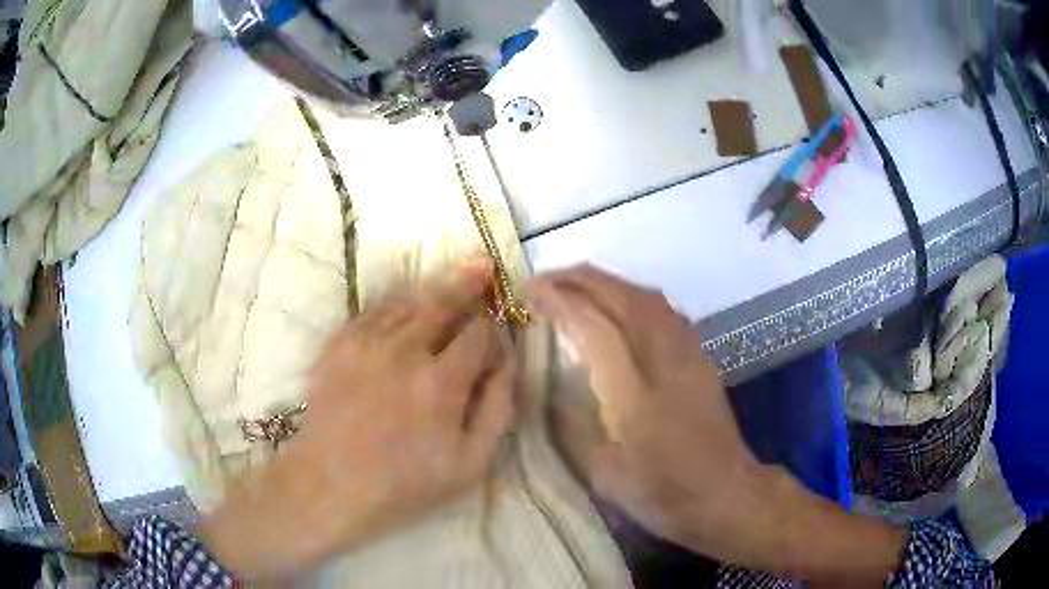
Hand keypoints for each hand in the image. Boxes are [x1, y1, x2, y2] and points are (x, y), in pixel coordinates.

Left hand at [200, 261, 514, 578]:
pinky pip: (374, 311)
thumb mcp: (471, 464)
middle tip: (483, 267)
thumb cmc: (405, 482)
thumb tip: (507, 362)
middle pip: (443, 301)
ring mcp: (365, 342)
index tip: (496, 332)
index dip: (493, 328)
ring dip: (433, 293)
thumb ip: (497, 408)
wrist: (331, 484)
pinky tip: (406, 309)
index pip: (479, 333)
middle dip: (468, 283)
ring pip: (408, 301)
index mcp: (441, 382)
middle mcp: (404, 350)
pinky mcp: (338, 343)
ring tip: (450, 282)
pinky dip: (396, 305)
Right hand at [535, 266, 757, 555]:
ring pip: (645, 295)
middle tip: (543, 279)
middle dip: (578, 280)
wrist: (726, 493)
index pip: (595, 328)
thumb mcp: (603, 474)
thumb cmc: (662, 492)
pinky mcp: (700, 354)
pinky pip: (661, 308)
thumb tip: (549, 386)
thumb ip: (572, 426)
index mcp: (636, 396)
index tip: (528, 291)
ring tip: (572, 284)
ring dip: (605, 282)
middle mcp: (666, 360)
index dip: (560, 302)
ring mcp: (689, 352)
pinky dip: (630, 294)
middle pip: (621, 297)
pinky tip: (615, 305)